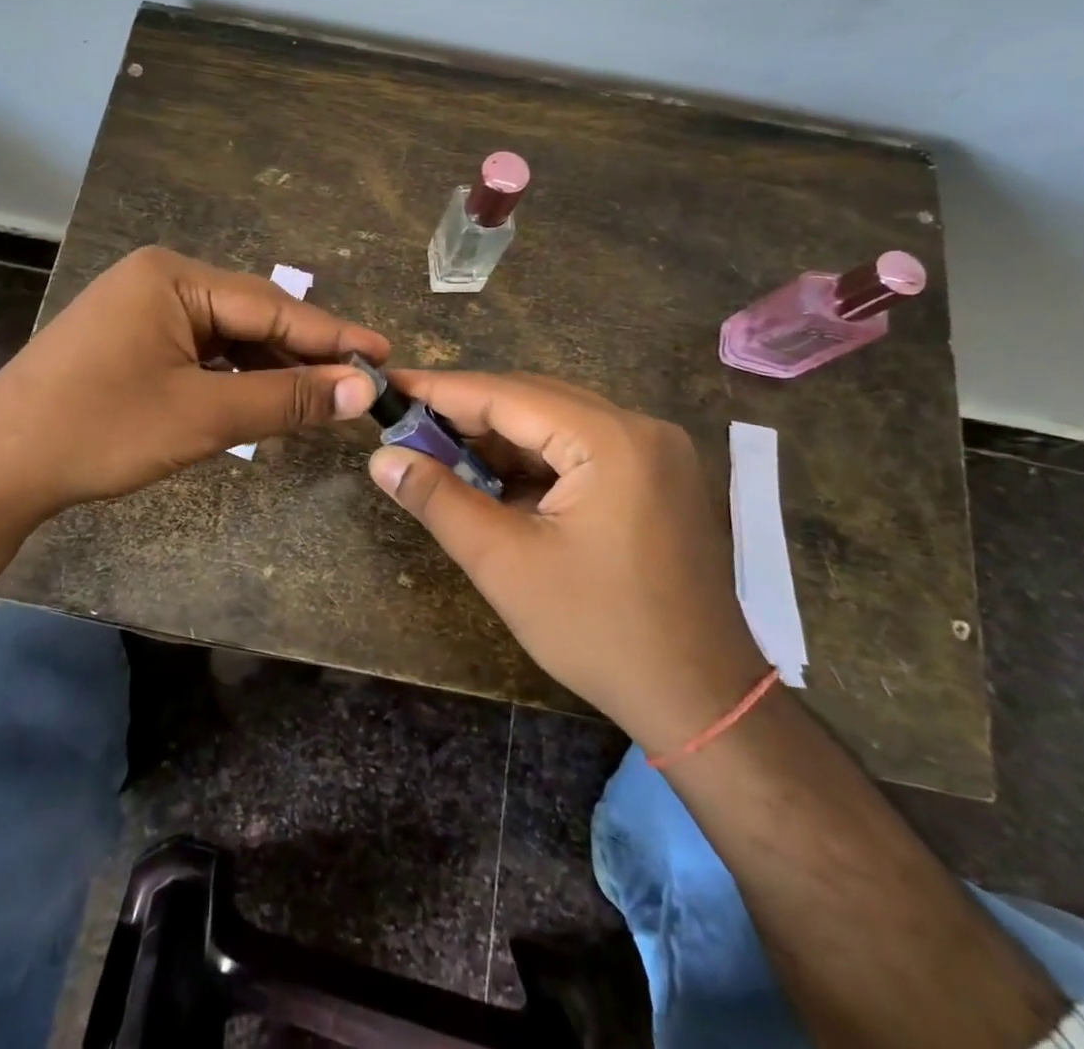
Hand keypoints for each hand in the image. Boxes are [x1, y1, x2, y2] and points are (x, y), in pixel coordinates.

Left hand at [0, 247, 386, 530]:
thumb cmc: (100, 431)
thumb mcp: (204, 415)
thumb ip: (287, 398)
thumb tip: (362, 390)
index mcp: (174, 276)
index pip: (273, 304)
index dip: (332, 335)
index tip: (385, 354)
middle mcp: (158, 278)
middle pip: (251, 315)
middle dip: (301, 353)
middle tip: (357, 384)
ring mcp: (139, 308)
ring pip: (226, 336)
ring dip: (268, 368)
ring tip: (319, 398)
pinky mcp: (129, 339)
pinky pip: (198, 350)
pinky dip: (232, 376)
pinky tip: (260, 400)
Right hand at [368, 371, 765, 753]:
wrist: (701, 700)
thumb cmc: (599, 632)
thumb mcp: (505, 564)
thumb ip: (439, 500)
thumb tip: (382, 458)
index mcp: (610, 441)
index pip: (507, 394)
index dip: (441, 390)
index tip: (389, 384)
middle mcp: (640, 428)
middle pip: (534, 400)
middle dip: (467, 414)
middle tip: (407, 427)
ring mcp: (655, 452)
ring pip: (556, 423)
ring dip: (498, 439)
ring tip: (440, 455)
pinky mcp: (656, 477)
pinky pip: (581, 449)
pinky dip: (533, 460)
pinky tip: (494, 481)